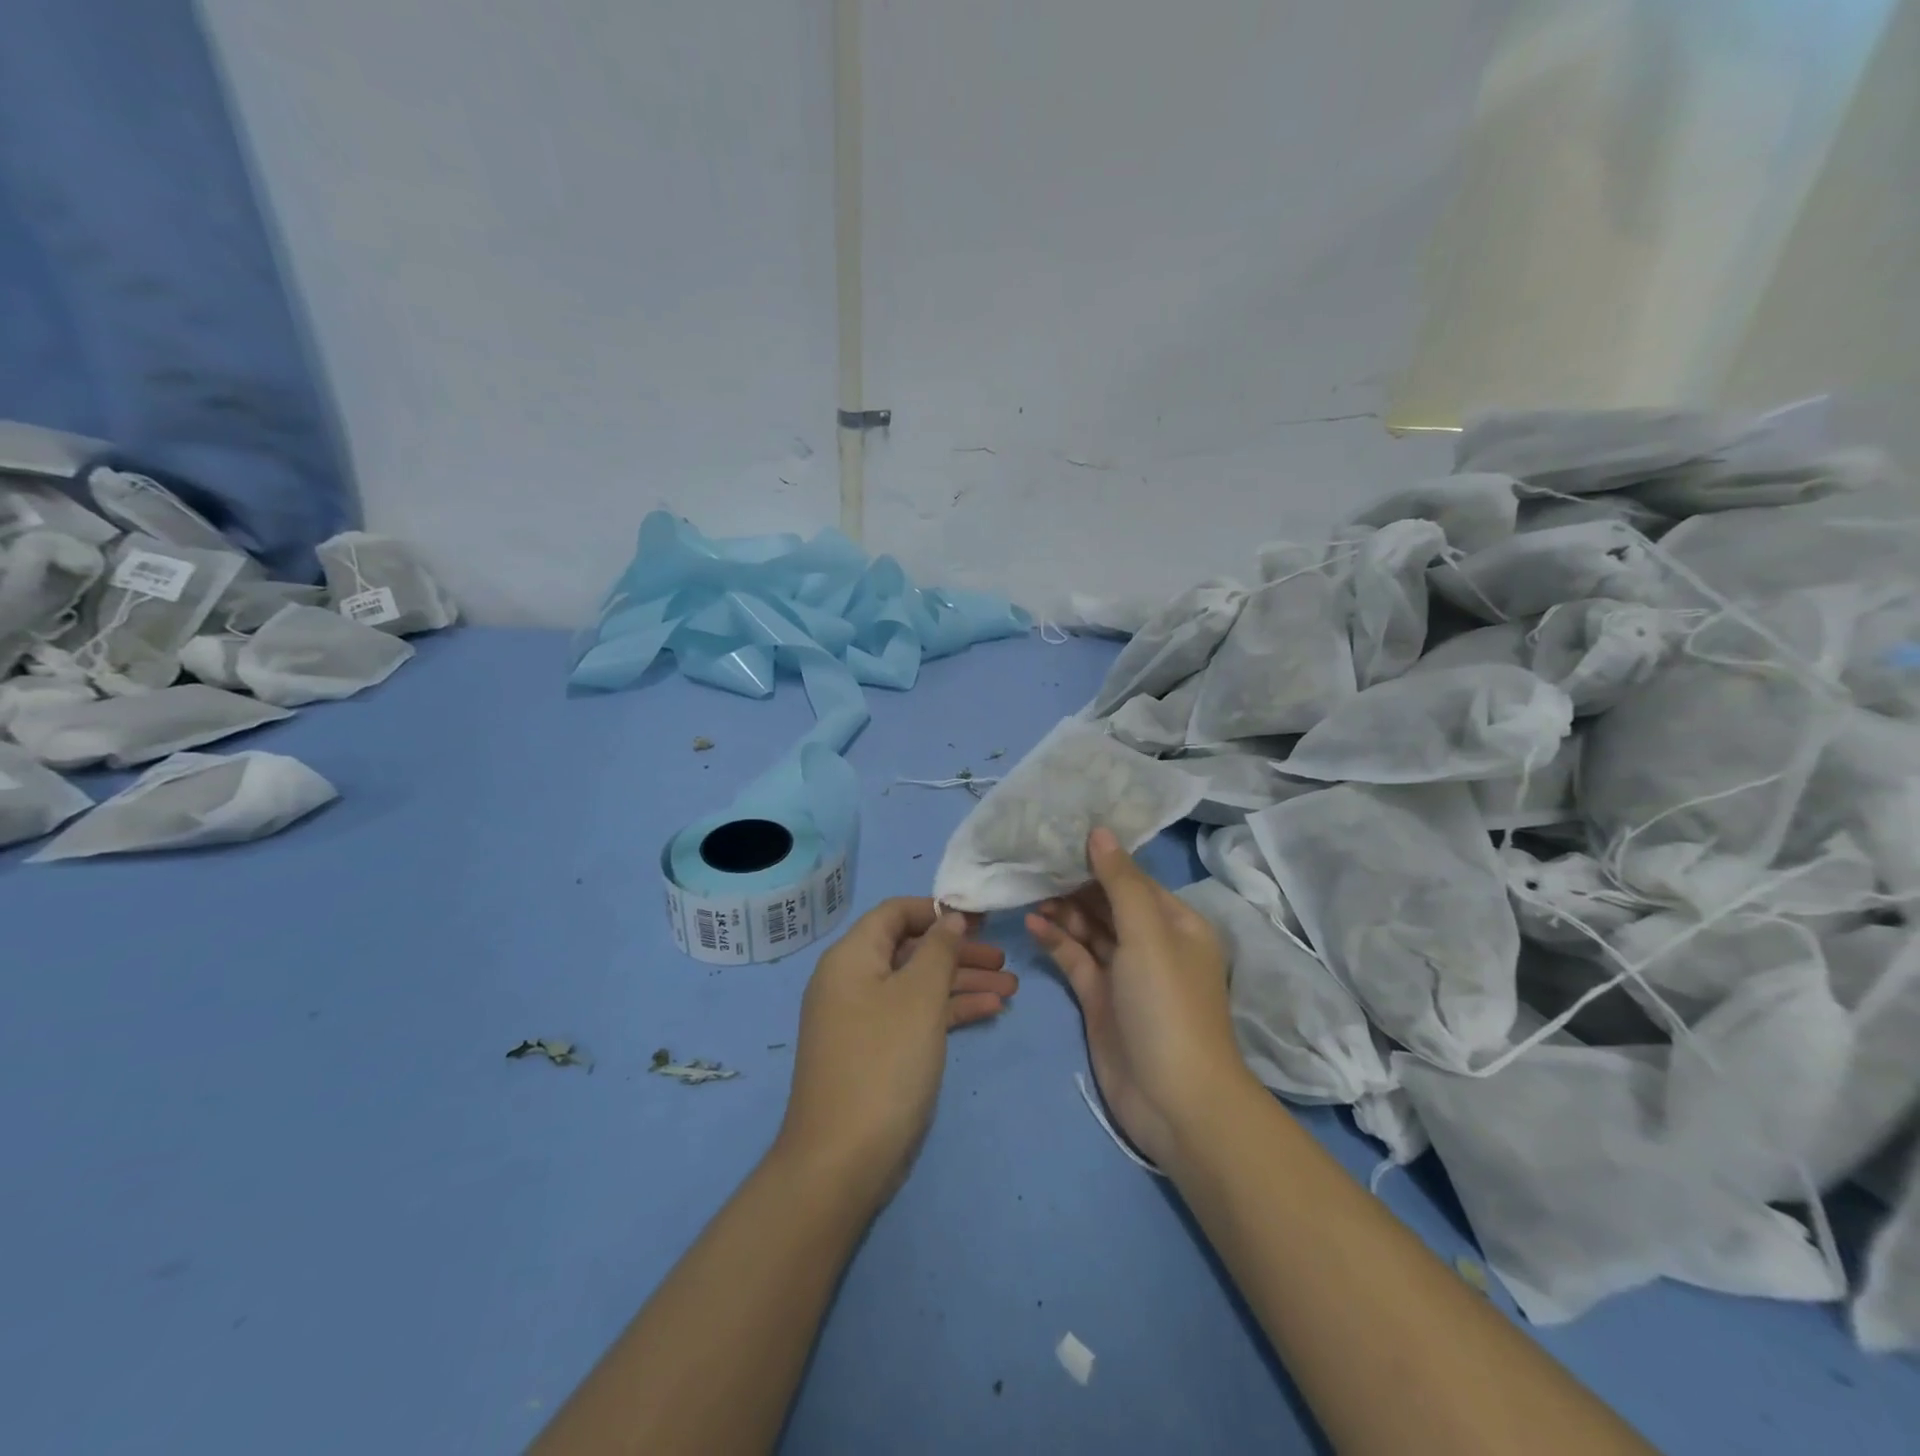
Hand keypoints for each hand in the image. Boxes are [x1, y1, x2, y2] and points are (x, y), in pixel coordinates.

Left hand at [775, 897, 1016, 1208]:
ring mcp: (863, 1019)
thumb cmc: (884, 1062)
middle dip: (958, 952)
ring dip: (962, 983)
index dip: (937, 910)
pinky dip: (949, 1011)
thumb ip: (939, 950)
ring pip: (918, 985)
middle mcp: (853, 981)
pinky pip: (915, 1016)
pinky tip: (989, 1011)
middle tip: (1004, 959)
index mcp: (852, 957)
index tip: (980, 919)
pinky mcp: (876, 1052)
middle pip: (911, 949)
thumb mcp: (919, 997)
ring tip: (1011, 989)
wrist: (842, 1160)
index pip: (895, 913)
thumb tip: (949, 918)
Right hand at [1027, 828, 1249, 1167]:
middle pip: (1109, 902)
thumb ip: (1121, 882)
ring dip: (1063, 910)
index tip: (1061, 835)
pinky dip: (1057, 941)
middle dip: (1076, 883)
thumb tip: (1100, 831)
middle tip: (1034, 862)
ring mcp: (1125, 973)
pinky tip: (1033, 923)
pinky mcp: (1100, 999)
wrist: (1175, 1100)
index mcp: (1176, 923)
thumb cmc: (1168, 1005)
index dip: (1100, 858)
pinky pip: (1076, 959)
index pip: (1134, 879)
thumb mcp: (1148, 935)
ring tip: (1029, 891)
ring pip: (1090, 930)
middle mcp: (1152, 943)